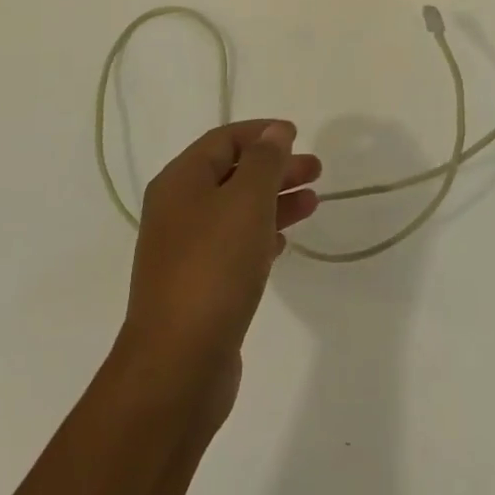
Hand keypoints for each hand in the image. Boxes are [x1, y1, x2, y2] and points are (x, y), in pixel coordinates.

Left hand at [121, 121, 320, 425]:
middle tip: (316, 171)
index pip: (223, 140)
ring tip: (312, 203)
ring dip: (274, 201)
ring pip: (236, 211)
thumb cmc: (214, 268)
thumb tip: (274, 131)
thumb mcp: (246, 201)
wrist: (178, 363)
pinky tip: (284, 242)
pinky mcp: (198, 286)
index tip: (298, 136)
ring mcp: (185, 250)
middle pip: (232, 174)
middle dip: (275, 168)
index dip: (262, 133)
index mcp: (180, 182)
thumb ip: (264, 160)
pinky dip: (261, 235)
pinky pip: (233, 246)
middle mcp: (177, 210)